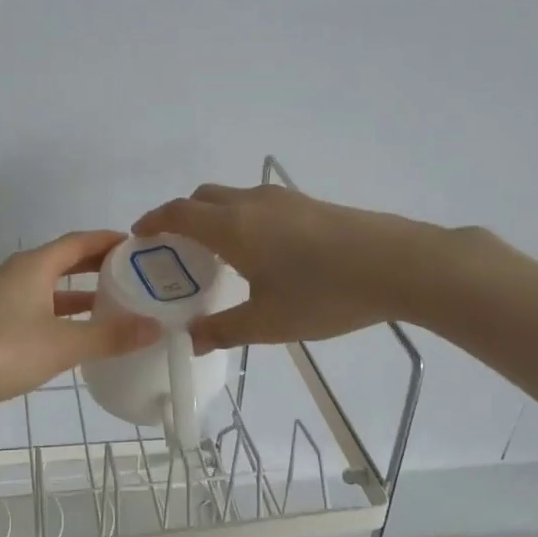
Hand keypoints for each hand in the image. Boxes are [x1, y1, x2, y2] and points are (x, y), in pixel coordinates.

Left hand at [0, 231, 160, 419]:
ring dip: (77, 293)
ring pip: (47, 287)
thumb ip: (110, 336)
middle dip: (96, 266)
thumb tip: (156, 328)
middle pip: (62, 260)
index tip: (138, 246)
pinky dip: (58, 313)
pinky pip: (33, 307)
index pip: (78, 241)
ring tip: (111, 305)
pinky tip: (72, 335)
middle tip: (132, 275)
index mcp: (33, 266)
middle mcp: (15, 273)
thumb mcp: (63, 345)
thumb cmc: (2, 351)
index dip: (108, 241)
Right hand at [134, 184, 423, 350]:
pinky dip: (240, 218)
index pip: (177, 213)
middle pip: (201, 198)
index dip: (152, 221)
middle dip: (180, 217)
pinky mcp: (308, 203)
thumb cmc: (324, 294)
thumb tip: (190, 339)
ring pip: (231, 197)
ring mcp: (282, 198)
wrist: (399, 264)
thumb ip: (223, 330)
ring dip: (212, 216)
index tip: (138, 236)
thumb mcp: (268, 323)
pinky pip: (257, 203)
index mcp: (231, 227)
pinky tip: (260, 251)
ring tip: (216, 253)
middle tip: (175, 250)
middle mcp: (250, 202)